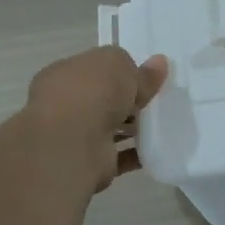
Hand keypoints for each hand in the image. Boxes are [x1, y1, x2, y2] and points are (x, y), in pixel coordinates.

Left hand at [23, 47, 169, 190]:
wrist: (74, 143)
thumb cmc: (91, 93)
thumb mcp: (121, 67)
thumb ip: (139, 69)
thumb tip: (159, 62)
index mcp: (64, 74)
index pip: (93, 68)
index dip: (118, 71)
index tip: (144, 77)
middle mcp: (65, 104)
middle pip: (101, 99)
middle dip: (125, 101)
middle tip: (155, 100)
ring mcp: (77, 135)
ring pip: (109, 127)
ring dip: (131, 128)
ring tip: (161, 124)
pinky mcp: (92, 161)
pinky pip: (119, 155)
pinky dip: (136, 153)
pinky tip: (158, 148)